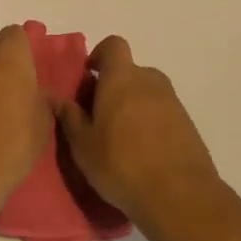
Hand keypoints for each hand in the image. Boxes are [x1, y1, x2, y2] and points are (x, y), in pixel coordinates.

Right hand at [55, 36, 221, 220]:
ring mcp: (172, 102)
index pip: (113, 45)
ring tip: (119, 139)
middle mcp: (150, 81)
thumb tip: (53, 97)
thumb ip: (69, 116)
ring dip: (132, 106)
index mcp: (122, 78)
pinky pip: (161, 112)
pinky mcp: (187, 123)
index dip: (100, 56)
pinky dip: (150, 123)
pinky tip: (142, 152)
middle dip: (113, 87)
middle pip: (129, 72)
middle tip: (98, 117)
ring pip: (146, 93)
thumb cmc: (121, 164)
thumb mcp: (83, 144)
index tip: (88, 78)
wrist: (179, 195)